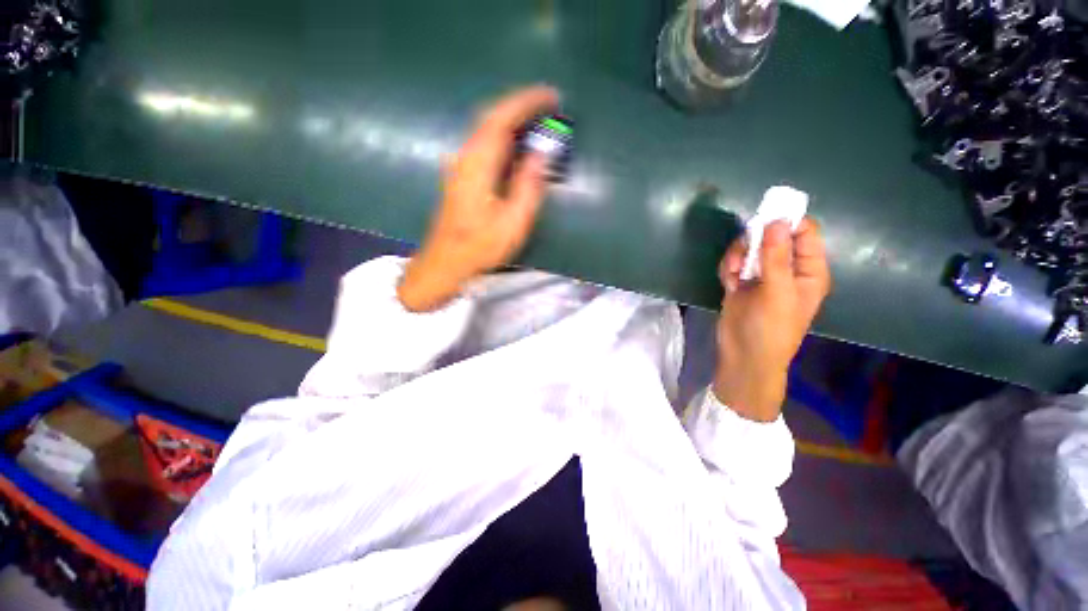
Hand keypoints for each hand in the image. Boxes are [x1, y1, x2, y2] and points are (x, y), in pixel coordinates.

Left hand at [398, 86, 558, 311]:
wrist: (446, 262)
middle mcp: (465, 157)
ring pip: (486, 129)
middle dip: (520, 105)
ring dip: (512, 119)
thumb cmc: (480, 247)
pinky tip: (517, 146)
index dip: (527, 103)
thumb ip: (528, 187)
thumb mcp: (512, 223)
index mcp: (478, 165)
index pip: (501, 118)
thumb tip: (540, 155)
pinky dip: (504, 137)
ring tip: (538, 122)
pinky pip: (484, 144)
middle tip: (548, 105)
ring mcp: (460, 165)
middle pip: (491, 116)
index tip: (552, 97)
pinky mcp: (461, 175)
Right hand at [714, 218, 830, 421]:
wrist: (743, 355)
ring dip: (738, 256)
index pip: (804, 234)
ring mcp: (762, 276)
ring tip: (734, 274)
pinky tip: (728, 282)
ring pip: (749, 248)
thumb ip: (777, 256)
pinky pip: (734, 263)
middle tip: (745, 254)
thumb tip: (777, 221)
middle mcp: (787, 269)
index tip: (764, 221)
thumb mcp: (778, 292)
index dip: (787, 222)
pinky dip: (729, 268)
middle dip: (755, 242)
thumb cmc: (770, 328)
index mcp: (808, 270)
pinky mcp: (741, 283)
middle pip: (772, 237)